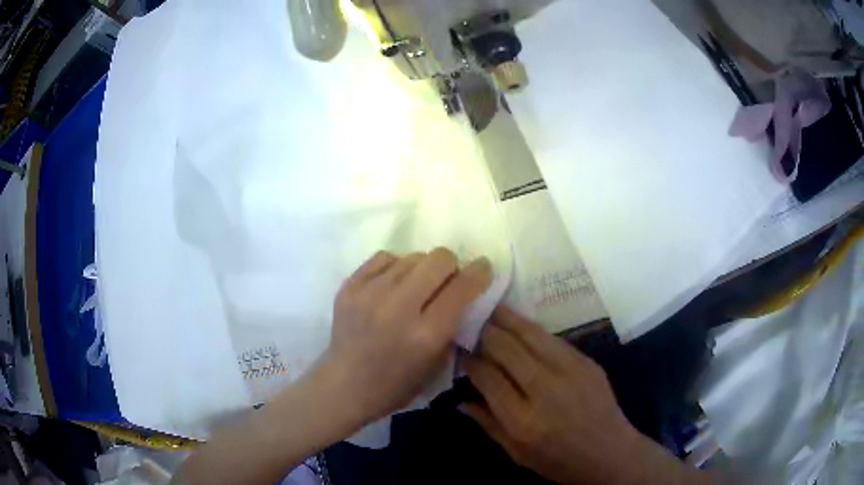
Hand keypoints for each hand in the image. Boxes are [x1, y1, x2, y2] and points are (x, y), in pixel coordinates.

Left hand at [318, 249, 492, 427]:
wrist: (344, 385)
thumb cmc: (396, 385)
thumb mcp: (438, 364)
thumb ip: (454, 325)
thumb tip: (464, 291)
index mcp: (426, 334)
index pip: (463, 287)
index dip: (479, 272)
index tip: (483, 268)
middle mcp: (399, 307)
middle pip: (439, 258)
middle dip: (451, 266)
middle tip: (446, 281)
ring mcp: (370, 293)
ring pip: (413, 255)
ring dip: (422, 269)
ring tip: (415, 288)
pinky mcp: (349, 286)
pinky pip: (385, 257)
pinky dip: (396, 267)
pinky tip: (392, 285)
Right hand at [463, 307, 708, 484]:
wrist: (611, 452)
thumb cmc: (560, 462)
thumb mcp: (517, 455)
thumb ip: (488, 425)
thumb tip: (460, 399)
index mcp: (523, 421)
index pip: (488, 377)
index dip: (470, 360)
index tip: (459, 350)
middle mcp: (545, 390)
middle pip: (506, 349)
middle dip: (484, 332)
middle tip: (469, 321)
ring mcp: (570, 372)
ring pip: (530, 335)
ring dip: (506, 319)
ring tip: (488, 307)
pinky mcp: (586, 362)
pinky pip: (552, 339)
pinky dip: (530, 328)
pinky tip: (518, 321)